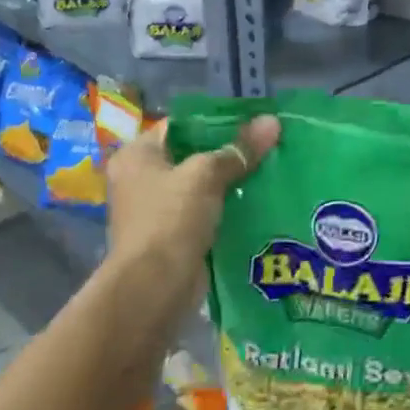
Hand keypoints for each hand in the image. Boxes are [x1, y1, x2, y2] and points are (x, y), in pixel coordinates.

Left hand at [106, 115, 279, 282]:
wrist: (155, 287)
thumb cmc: (171, 219)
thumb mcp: (206, 176)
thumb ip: (238, 150)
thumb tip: (272, 122)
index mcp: (137, 155)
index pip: (179, 126)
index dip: (216, 122)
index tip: (252, 123)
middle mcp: (140, 179)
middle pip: (192, 156)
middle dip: (228, 153)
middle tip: (266, 146)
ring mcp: (156, 211)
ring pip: (201, 187)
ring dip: (230, 183)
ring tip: (269, 171)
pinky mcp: (173, 236)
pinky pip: (205, 213)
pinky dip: (227, 209)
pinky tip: (258, 203)